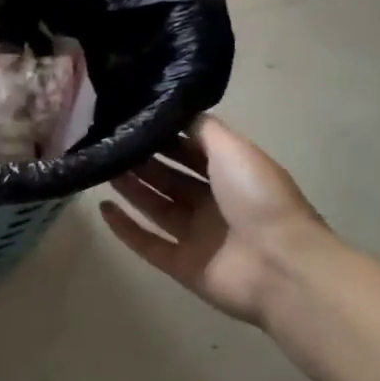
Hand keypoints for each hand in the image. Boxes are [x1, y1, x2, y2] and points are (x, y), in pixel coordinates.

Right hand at [98, 116, 330, 326]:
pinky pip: (147, 243)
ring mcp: (197, 237)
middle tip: (107, 143)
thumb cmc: (259, 200)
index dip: (163, 138)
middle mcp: (214, 204)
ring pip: (155, 207)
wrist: (280, 267)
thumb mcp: (234, 150)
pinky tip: (102, 208)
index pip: (191, 152)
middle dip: (141, 161)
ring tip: (99, 167)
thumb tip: (172, 112)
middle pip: (170, 179)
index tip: (130, 121)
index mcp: (232, 176)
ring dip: (130, 189)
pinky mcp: (181, 265)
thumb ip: (203, 130)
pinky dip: (125, 228)